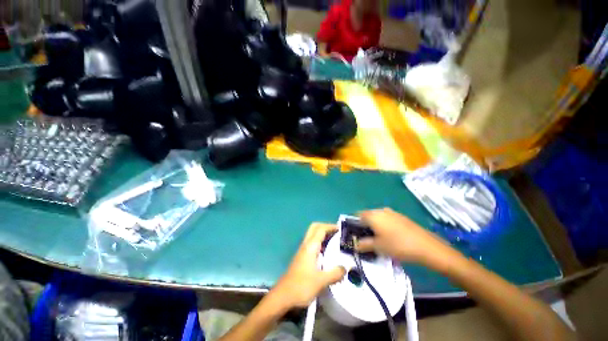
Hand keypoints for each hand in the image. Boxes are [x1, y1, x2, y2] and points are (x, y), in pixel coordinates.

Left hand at [272, 223, 345, 308]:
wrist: (283, 297)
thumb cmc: (301, 286)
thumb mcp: (321, 281)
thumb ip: (335, 273)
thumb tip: (345, 268)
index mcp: (310, 246)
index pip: (321, 229)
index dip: (331, 226)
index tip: (341, 228)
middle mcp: (305, 245)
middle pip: (314, 228)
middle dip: (325, 227)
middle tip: (337, 233)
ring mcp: (302, 251)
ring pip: (312, 236)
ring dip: (323, 235)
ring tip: (335, 242)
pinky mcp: (301, 258)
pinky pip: (312, 245)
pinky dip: (320, 244)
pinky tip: (327, 254)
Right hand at [357, 208, 461, 270]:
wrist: (426, 246)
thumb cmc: (397, 245)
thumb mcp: (378, 247)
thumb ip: (363, 244)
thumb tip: (355, 245)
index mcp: (372, 215)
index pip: (357, 215)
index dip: (354, 224)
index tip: (356, 234)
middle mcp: (380, 210)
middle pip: (367, 215)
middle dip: (364, 225)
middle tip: (366, 238)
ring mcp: (392, 212)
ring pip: (377, 217)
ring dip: (374, 225)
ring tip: (378, 238)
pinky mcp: (401, 217)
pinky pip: (387, 218)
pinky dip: (384, 225)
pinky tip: (390, 236)